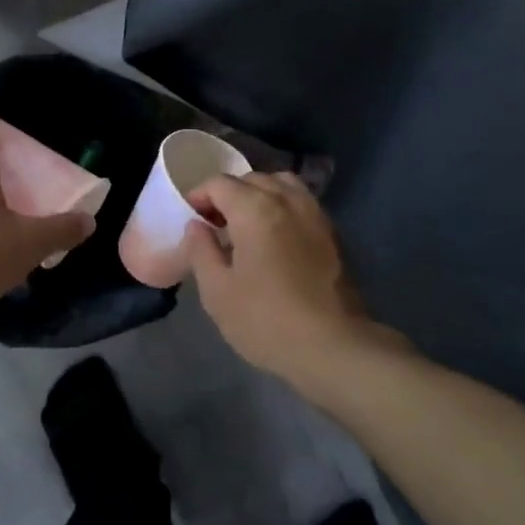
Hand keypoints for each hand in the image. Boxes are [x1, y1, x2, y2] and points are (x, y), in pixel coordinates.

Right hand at [185, 173, 398, 392]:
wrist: (332, 346)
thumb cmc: (265, 319)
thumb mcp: (217, 291)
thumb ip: (201, 250)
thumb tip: (197, 226)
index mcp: (255, 209)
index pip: (220, 184)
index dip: (199, 196)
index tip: (192, 219)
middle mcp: (287, 200)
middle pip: (252, 179)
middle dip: (229, 194)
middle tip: (215, 224)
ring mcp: (314, 214)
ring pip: (282, 185)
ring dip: (259, 195)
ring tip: (247, 224)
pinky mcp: (331, 233)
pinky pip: (302, 203)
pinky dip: (283, 206)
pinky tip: (274, 237)